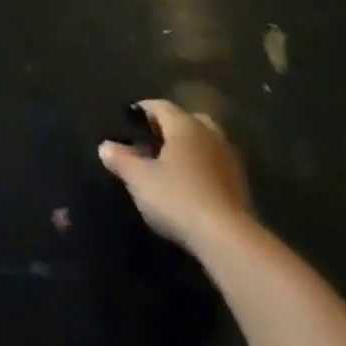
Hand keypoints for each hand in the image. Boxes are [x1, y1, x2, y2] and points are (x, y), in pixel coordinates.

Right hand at [99, 100, 251, 252]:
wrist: (228, 239)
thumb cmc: (178, 198)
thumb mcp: (139, 179)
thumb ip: (121, 160)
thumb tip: (105, 146)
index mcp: (184, 124)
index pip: (160, 106)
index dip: (142, 110)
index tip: (128, 121)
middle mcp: (209, 133)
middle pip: (187, 120)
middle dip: (170, 127)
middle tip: (152, 142)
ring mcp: (229, 158)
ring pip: (204, 142)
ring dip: (188, 148)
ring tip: (169, 165)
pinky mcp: (241, 184)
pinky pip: (215, 164)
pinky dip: (202, 168)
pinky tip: (190, 185)